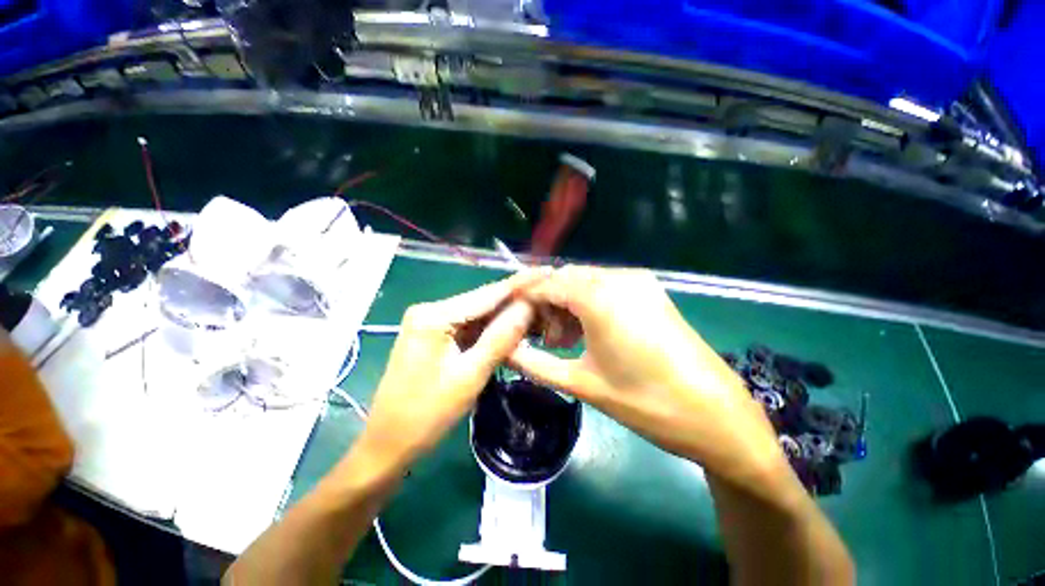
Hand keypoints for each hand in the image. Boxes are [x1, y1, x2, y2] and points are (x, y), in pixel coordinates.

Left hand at [351, 270, 543, 478]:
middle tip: (549, 301)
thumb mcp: (470, 376)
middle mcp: (431, 310)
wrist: (387, 445)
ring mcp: (431, 323)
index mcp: (434, 315)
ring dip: (506, 318)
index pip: (487, 294)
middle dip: (516, 303)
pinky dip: (491, 332)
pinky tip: (513, 331)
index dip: (521, 284)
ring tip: (539, 316)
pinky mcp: (435, 336)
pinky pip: (469, 328)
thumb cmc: (426, 415)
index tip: (547, 273)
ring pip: (478, 316)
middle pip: (483, 303)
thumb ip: (501, 337)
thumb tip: (528, 306)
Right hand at [510, 266, 785, 484]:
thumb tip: (504, 349)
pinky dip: (587, 304)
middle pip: (564, 279)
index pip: (545, 284)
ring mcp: (638, 281)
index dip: (523, 299)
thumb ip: (533, 363)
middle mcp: (618, 278)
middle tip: (540, 338)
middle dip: (545, 303)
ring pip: (584, 281)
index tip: (509, 317)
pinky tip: (586, 331)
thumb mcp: (580, 383)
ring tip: (562, 340)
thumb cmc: (645, 403)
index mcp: (599, 297)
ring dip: (566, 304)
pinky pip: (605, 287)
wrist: (716, 415)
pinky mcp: (650, 291)